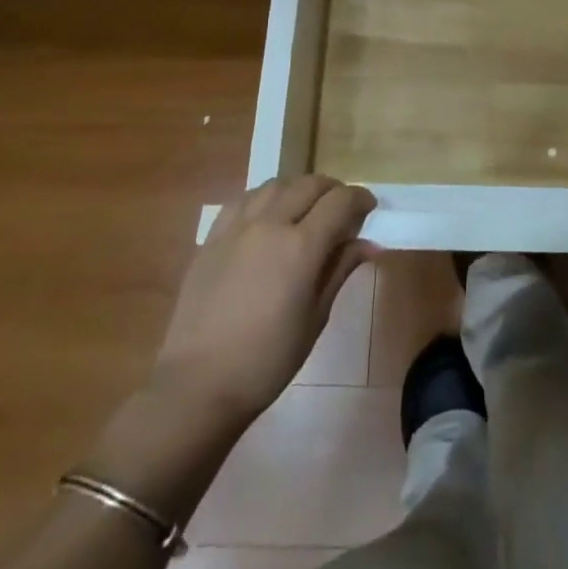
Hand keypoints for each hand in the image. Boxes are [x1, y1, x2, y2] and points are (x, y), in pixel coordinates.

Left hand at [153, 176, 376, 425]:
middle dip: (333, 190)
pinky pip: (243, 200)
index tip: (369, 208)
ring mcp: (237, 227)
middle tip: (342, 209)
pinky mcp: (212, 237)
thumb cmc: (267, 360)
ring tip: (305, 209)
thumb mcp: (315, 318)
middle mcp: (270, 224)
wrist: (197, 384)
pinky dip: (264, 198)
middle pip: (309, 184)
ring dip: (298, 189)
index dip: (360, 199)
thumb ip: (340, 270)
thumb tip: (370, 245)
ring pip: (276, 185)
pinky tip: (267, 216)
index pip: (340, 202)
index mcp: (301, 246)